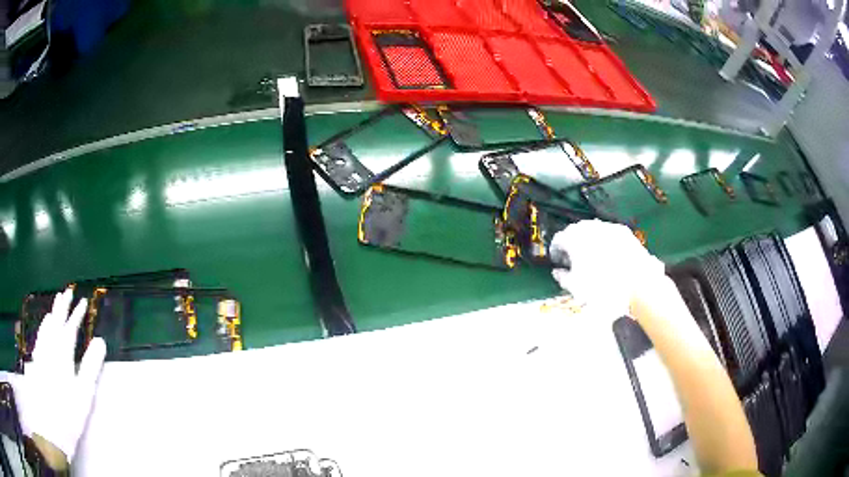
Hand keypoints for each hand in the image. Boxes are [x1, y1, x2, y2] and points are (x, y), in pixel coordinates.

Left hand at [12, 288, 106, 466]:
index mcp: (63, 354)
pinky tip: (43, 327)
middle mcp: (50, 348)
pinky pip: (40, 337)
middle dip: (62, 307)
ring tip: (55, 306)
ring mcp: (42, 354)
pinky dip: (43, 328)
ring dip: (52, 314)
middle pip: (56, 322)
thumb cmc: (70, 412)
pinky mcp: (38, 362)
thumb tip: (100, 341)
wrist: (52, 425)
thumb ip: (90, 366)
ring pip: (46, 327)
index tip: (84, 302)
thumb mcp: (84, 393)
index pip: (70, 328)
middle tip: (66, 292)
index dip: (77, 314)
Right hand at [549, 220, 665, 315]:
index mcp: (574, 239)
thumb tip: (557, 272)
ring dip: (589, 241)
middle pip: (575, 231)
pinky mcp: (623, 232)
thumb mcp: (576, 287)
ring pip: (593, 231)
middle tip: (574, 260)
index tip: (558, 262)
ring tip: (592, 258)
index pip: (558, 239)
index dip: (556, 251)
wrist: (637, 285)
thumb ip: (563, 277)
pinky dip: (605, 242)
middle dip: (572, 244)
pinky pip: (609, 234)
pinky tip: (609, 257)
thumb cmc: (601, 288)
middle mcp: (590, 227)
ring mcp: (608, 227)